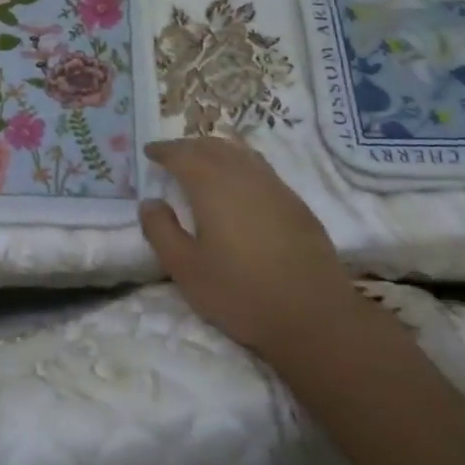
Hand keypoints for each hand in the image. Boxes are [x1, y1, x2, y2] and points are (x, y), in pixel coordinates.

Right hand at [138, 138, 352, 351]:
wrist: (315, 317)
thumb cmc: (240, 293)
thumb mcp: (185, 269)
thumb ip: (161, 231)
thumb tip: (150, 202)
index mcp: (213, 187)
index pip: (183, 154)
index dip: (164, 150)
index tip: (149, 151)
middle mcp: (245, 176)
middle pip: (213, 147)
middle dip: (188, 146)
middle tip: (171, 155)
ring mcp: (276, 188)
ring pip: (241, 154)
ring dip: (216, 151)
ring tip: (202, 162)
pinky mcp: (296, 205)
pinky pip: (261, 169)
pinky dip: (240, 165)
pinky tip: (238, 186)